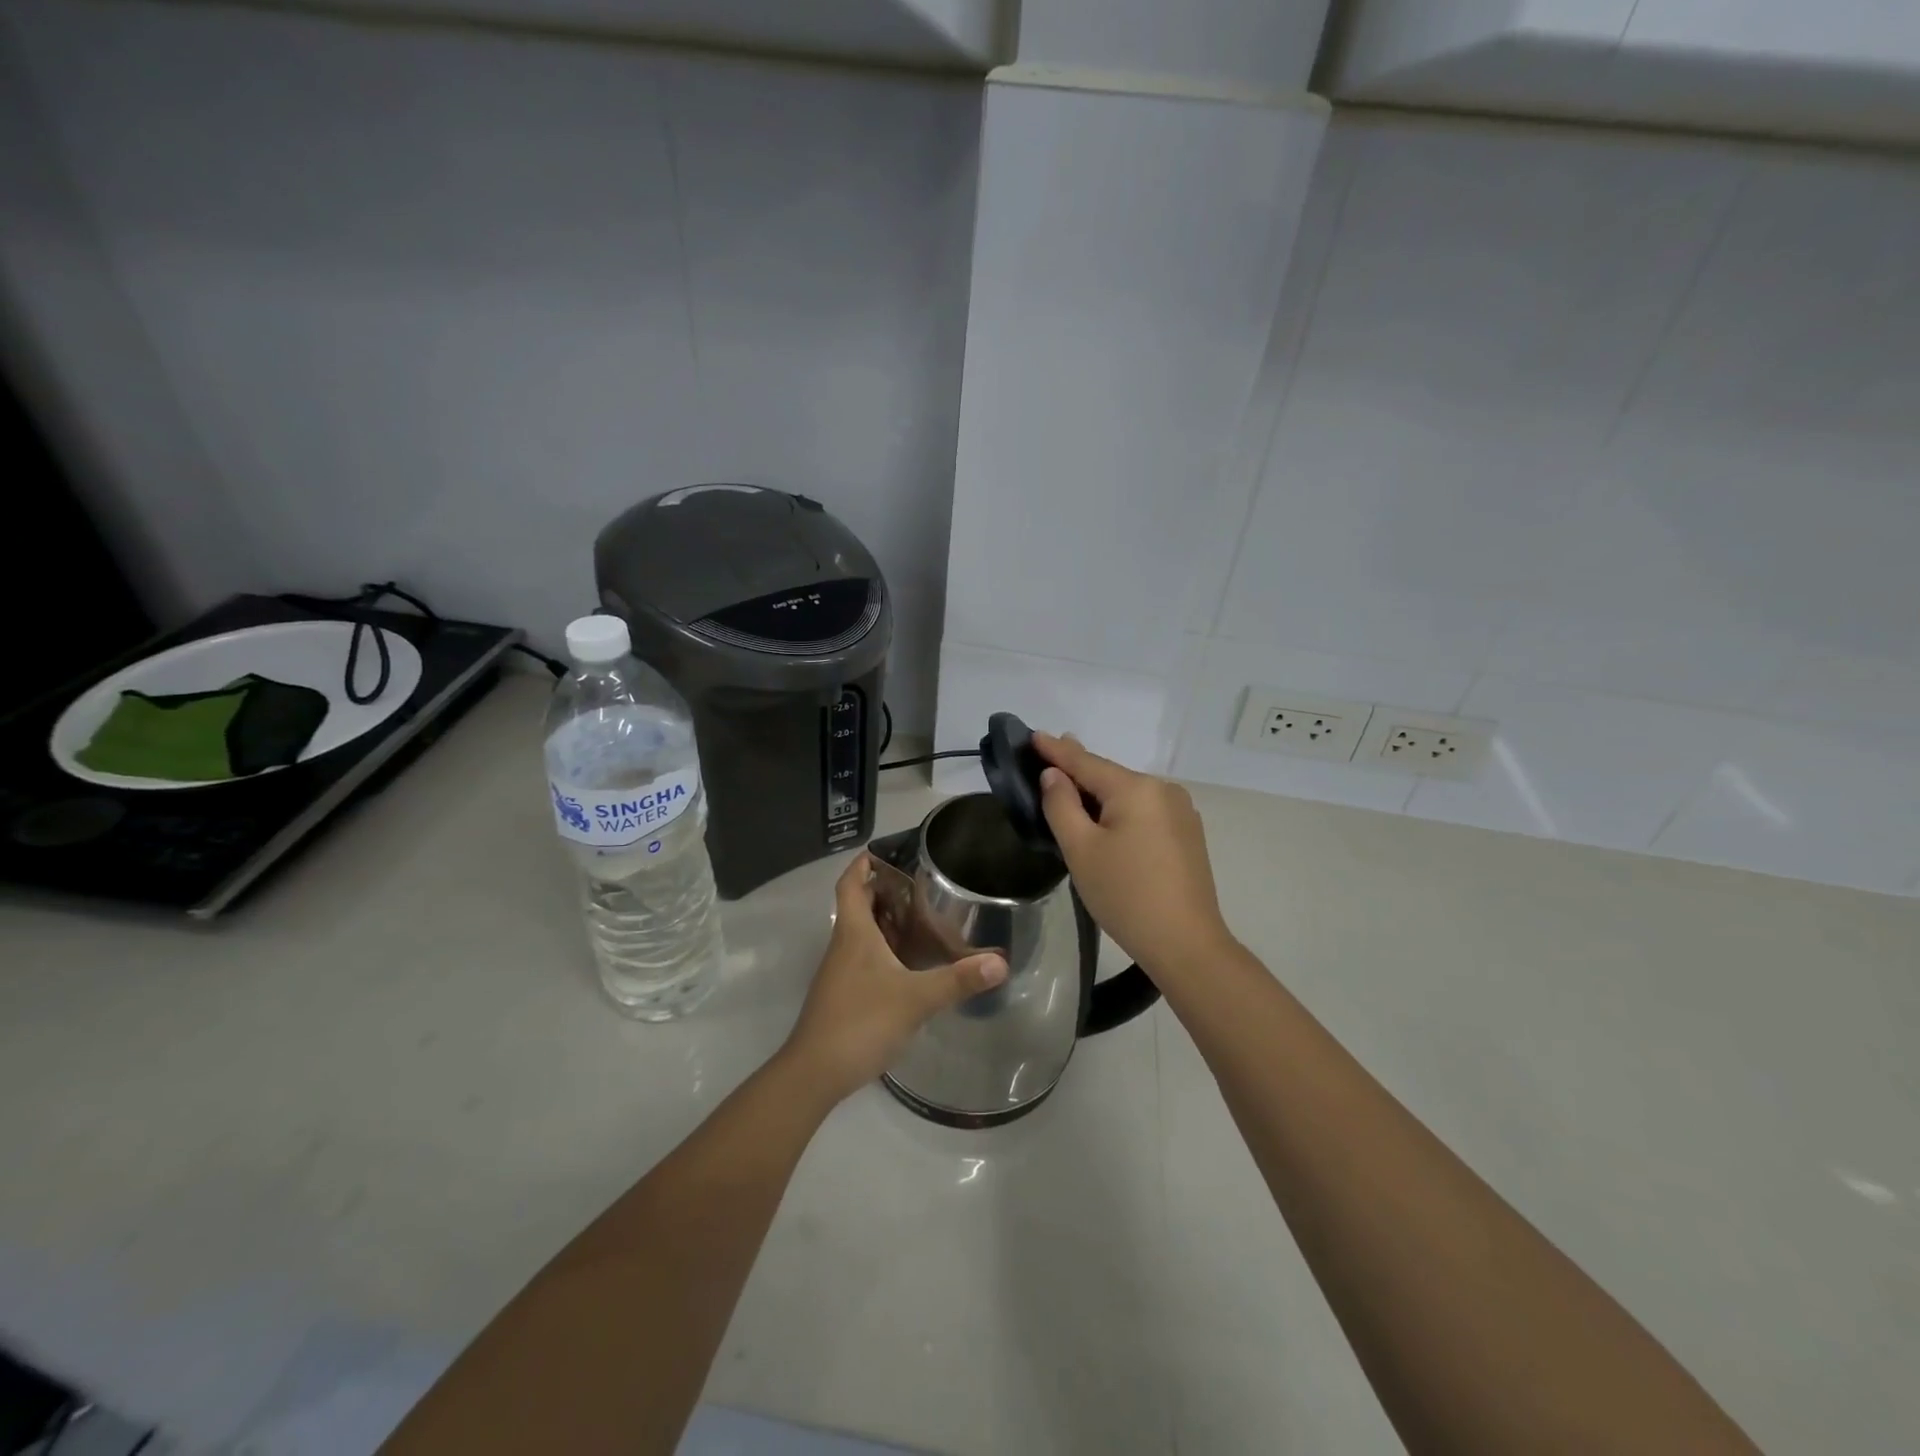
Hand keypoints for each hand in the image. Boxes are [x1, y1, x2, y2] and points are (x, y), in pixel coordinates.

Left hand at [781, 853, 1007, 1105]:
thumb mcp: (915, 999)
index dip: (863, 863)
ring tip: (925, 919)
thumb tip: (1000, 962)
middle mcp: (844, 945)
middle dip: (885, 890)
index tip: (886, 850)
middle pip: (859, 905)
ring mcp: (840, 972)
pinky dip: (886, 951)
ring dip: (887, 922)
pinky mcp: (844, 995)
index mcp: (854, 932)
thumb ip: (958, 980)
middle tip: (922, 885)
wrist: (815, 1073)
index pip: (851, 883)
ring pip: (863, 934)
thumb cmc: (861, 1022)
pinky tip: (911, 965)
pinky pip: (865, 958)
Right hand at [1034, 732, 1234, 979]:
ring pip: (1128, 795)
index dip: (1056, 750)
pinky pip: (1144, 812)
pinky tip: (1106, 819)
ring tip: (1071, 789)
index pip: (1086, 761)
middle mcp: (1163, 791)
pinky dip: (1120, 810)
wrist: (1186, 944)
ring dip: (1099, 793)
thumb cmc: (1125, 895)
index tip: (1032, 735)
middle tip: (1047, 758)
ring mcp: (1181, 813)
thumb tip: (1054, 775)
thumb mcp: (1081, 849)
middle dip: (1078, 770)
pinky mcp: (1187, 835)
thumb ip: (1062, 805)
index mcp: (1136, 789)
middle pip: (1110, 776)